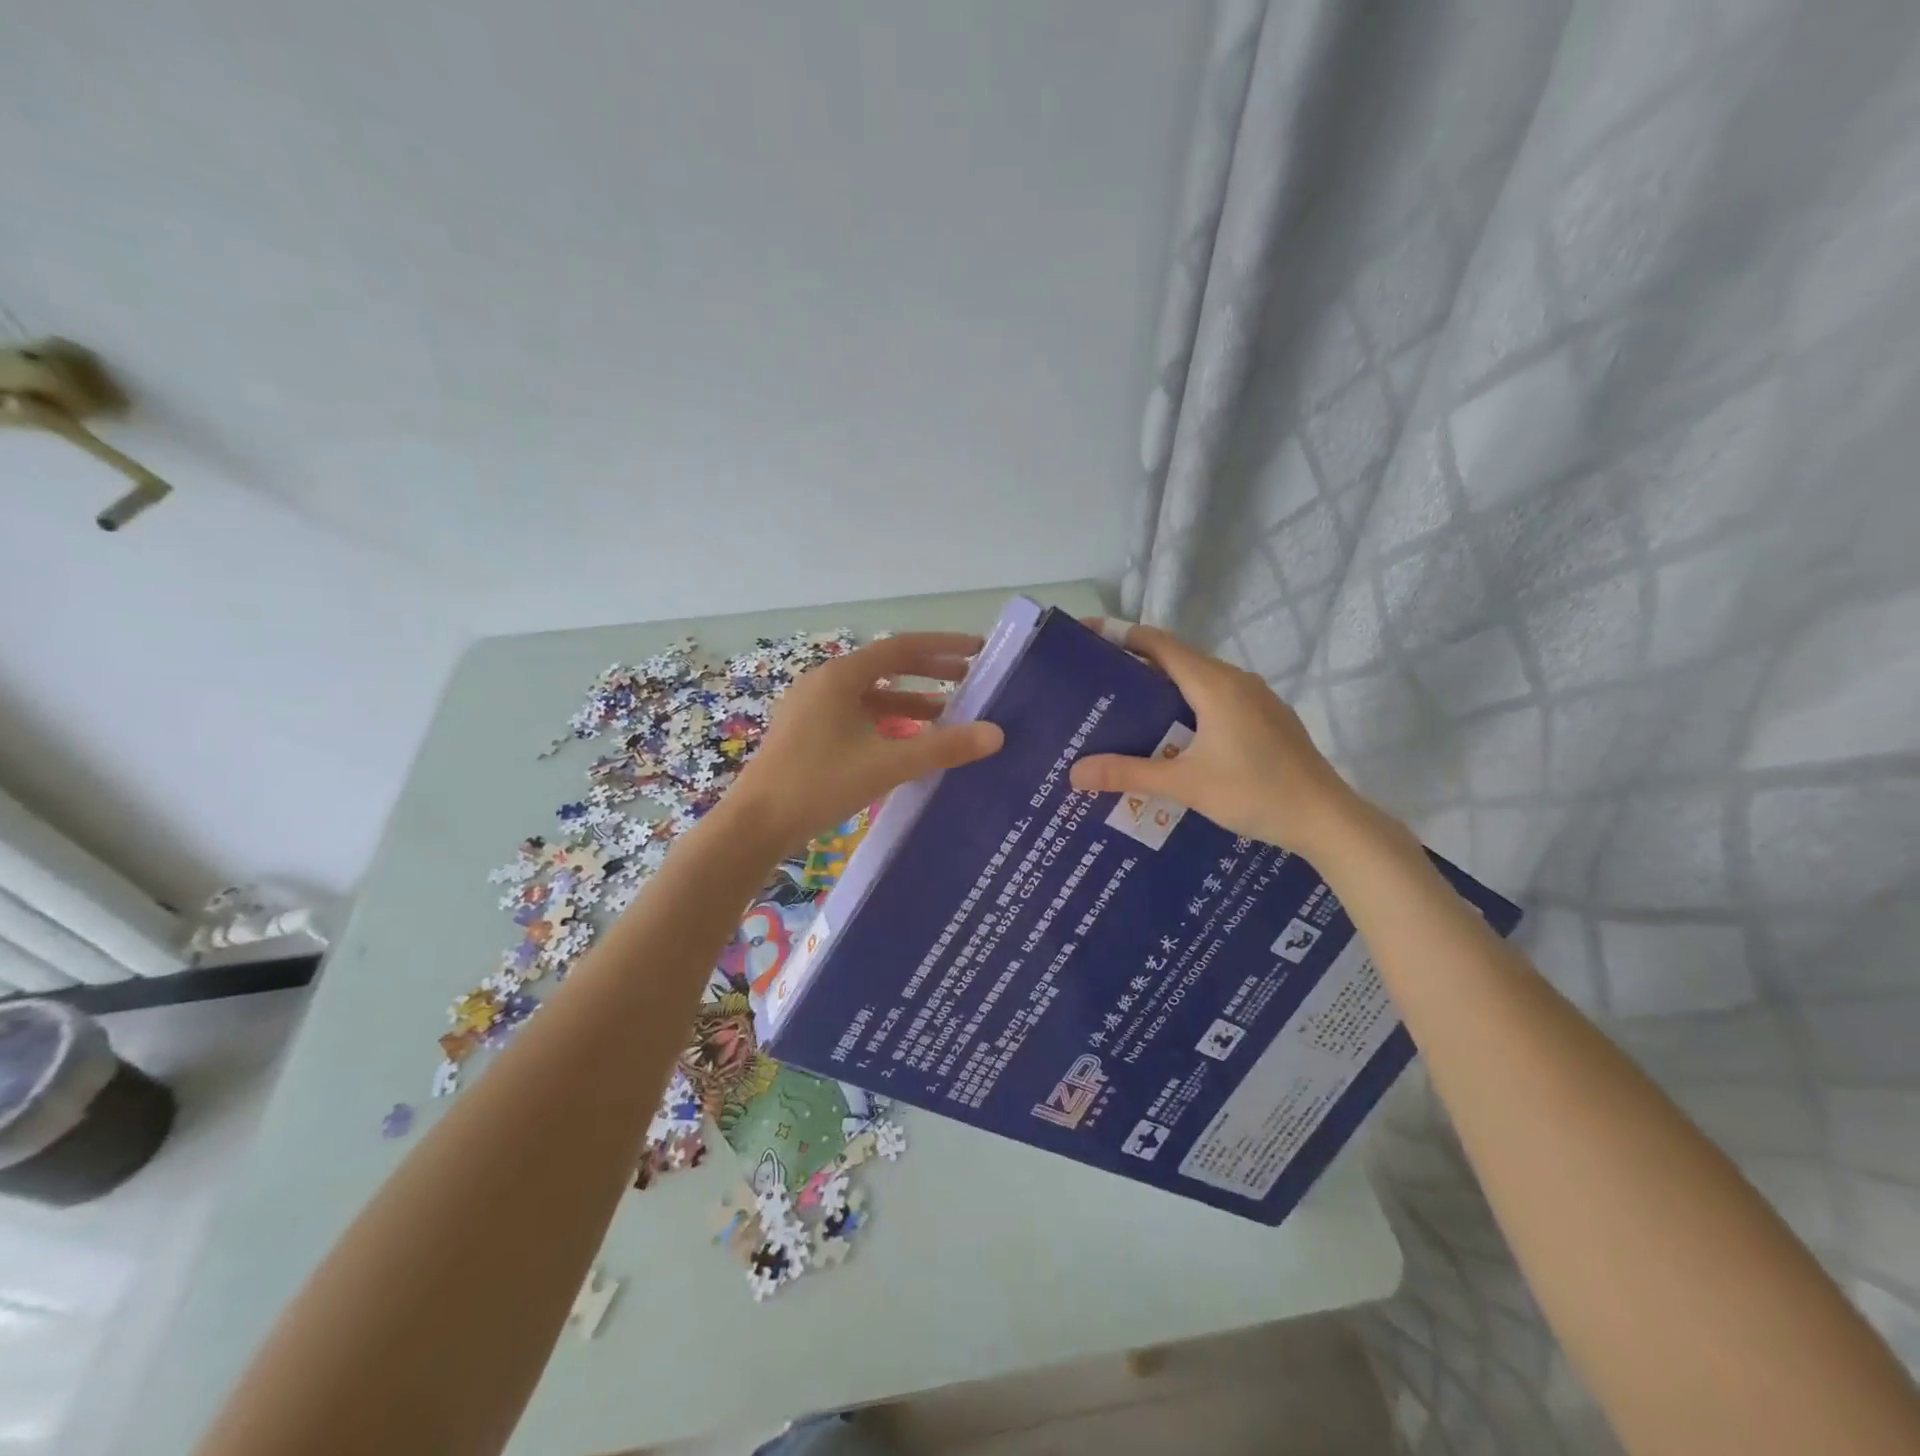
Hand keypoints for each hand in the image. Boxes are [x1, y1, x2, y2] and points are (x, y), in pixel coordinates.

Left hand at [727, 632, 1004, 850]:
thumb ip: (943, 747)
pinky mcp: (807, 732)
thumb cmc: (820, 784)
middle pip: (886, 666)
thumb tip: (996, 733)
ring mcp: (812, 708)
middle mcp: (825, 683)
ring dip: (908, 700)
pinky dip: (886, 721)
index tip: (977, 650)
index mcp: (840, 677)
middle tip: (969, 679)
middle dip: (929, 671)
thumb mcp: (888, 764)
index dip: (943, 646)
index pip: (901, 648)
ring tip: (947, 714)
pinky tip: (907, 741)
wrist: (755, 825)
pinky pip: (856, 715)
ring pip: (870, 694)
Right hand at [1068, 619, 1363, 858]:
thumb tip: (1074, 772)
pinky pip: (1216, 700)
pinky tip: (1172, 738)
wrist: (1326, 819)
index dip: (1121, 635)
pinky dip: (1187, 707)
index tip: (1089, 635)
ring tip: (1126, 711)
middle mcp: (1235, 681)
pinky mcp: (1266, 720)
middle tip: (1097, 683)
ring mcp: (1256, 700)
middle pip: (1177, 659)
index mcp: (1214, 684)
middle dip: (1136, 665)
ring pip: (1198, 682)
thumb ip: (1129, 774)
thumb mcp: (1185, 784)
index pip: (1159, 644)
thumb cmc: (1255, 792)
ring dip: (1163, 689)